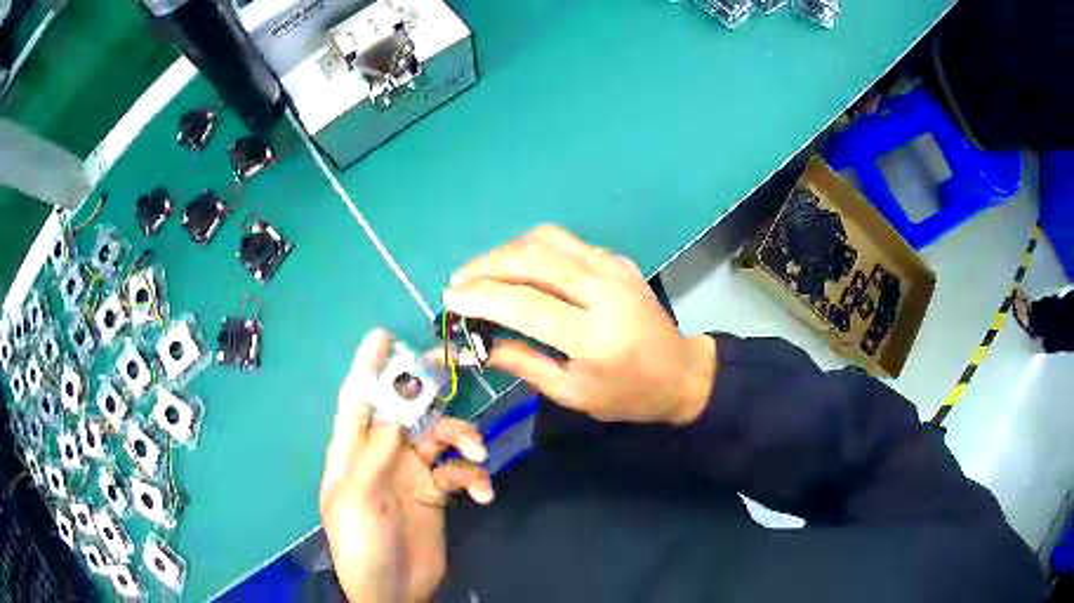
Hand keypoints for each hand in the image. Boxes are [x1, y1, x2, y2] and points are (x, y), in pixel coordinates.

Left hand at [320, 329, 493, 602]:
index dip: (368, 366)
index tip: (383, 335)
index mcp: (353, 451)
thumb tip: (396, 407)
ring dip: (463, 439)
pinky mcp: (437, 494)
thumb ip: (376, 451)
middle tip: (452, 365)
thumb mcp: (358, 496)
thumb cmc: (361, 542)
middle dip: (427, 388)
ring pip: (441, 437)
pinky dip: (474, 478)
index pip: (358, 398)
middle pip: (406, 409)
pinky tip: (481, 496)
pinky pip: (460, 473)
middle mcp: (383, 454)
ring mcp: (412, 474)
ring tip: (477, 456)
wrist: (391, 590)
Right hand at [444, 225, 715, 425]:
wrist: (680, 372)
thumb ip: (523, 363)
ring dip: (507, 250)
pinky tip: (519, 267)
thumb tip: (475, 347)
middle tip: (459, 280)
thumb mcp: (573, 393)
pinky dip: (533, 249)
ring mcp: (613, 267)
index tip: (450, 297)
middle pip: (534, 259)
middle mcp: (604, 290)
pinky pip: (566, 242)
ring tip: (483, 271)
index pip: (526, 304)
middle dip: (487, 265)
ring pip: (547, 240)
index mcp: (594, 335)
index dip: (482, 297)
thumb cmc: (627, 394)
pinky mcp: (617, 259)